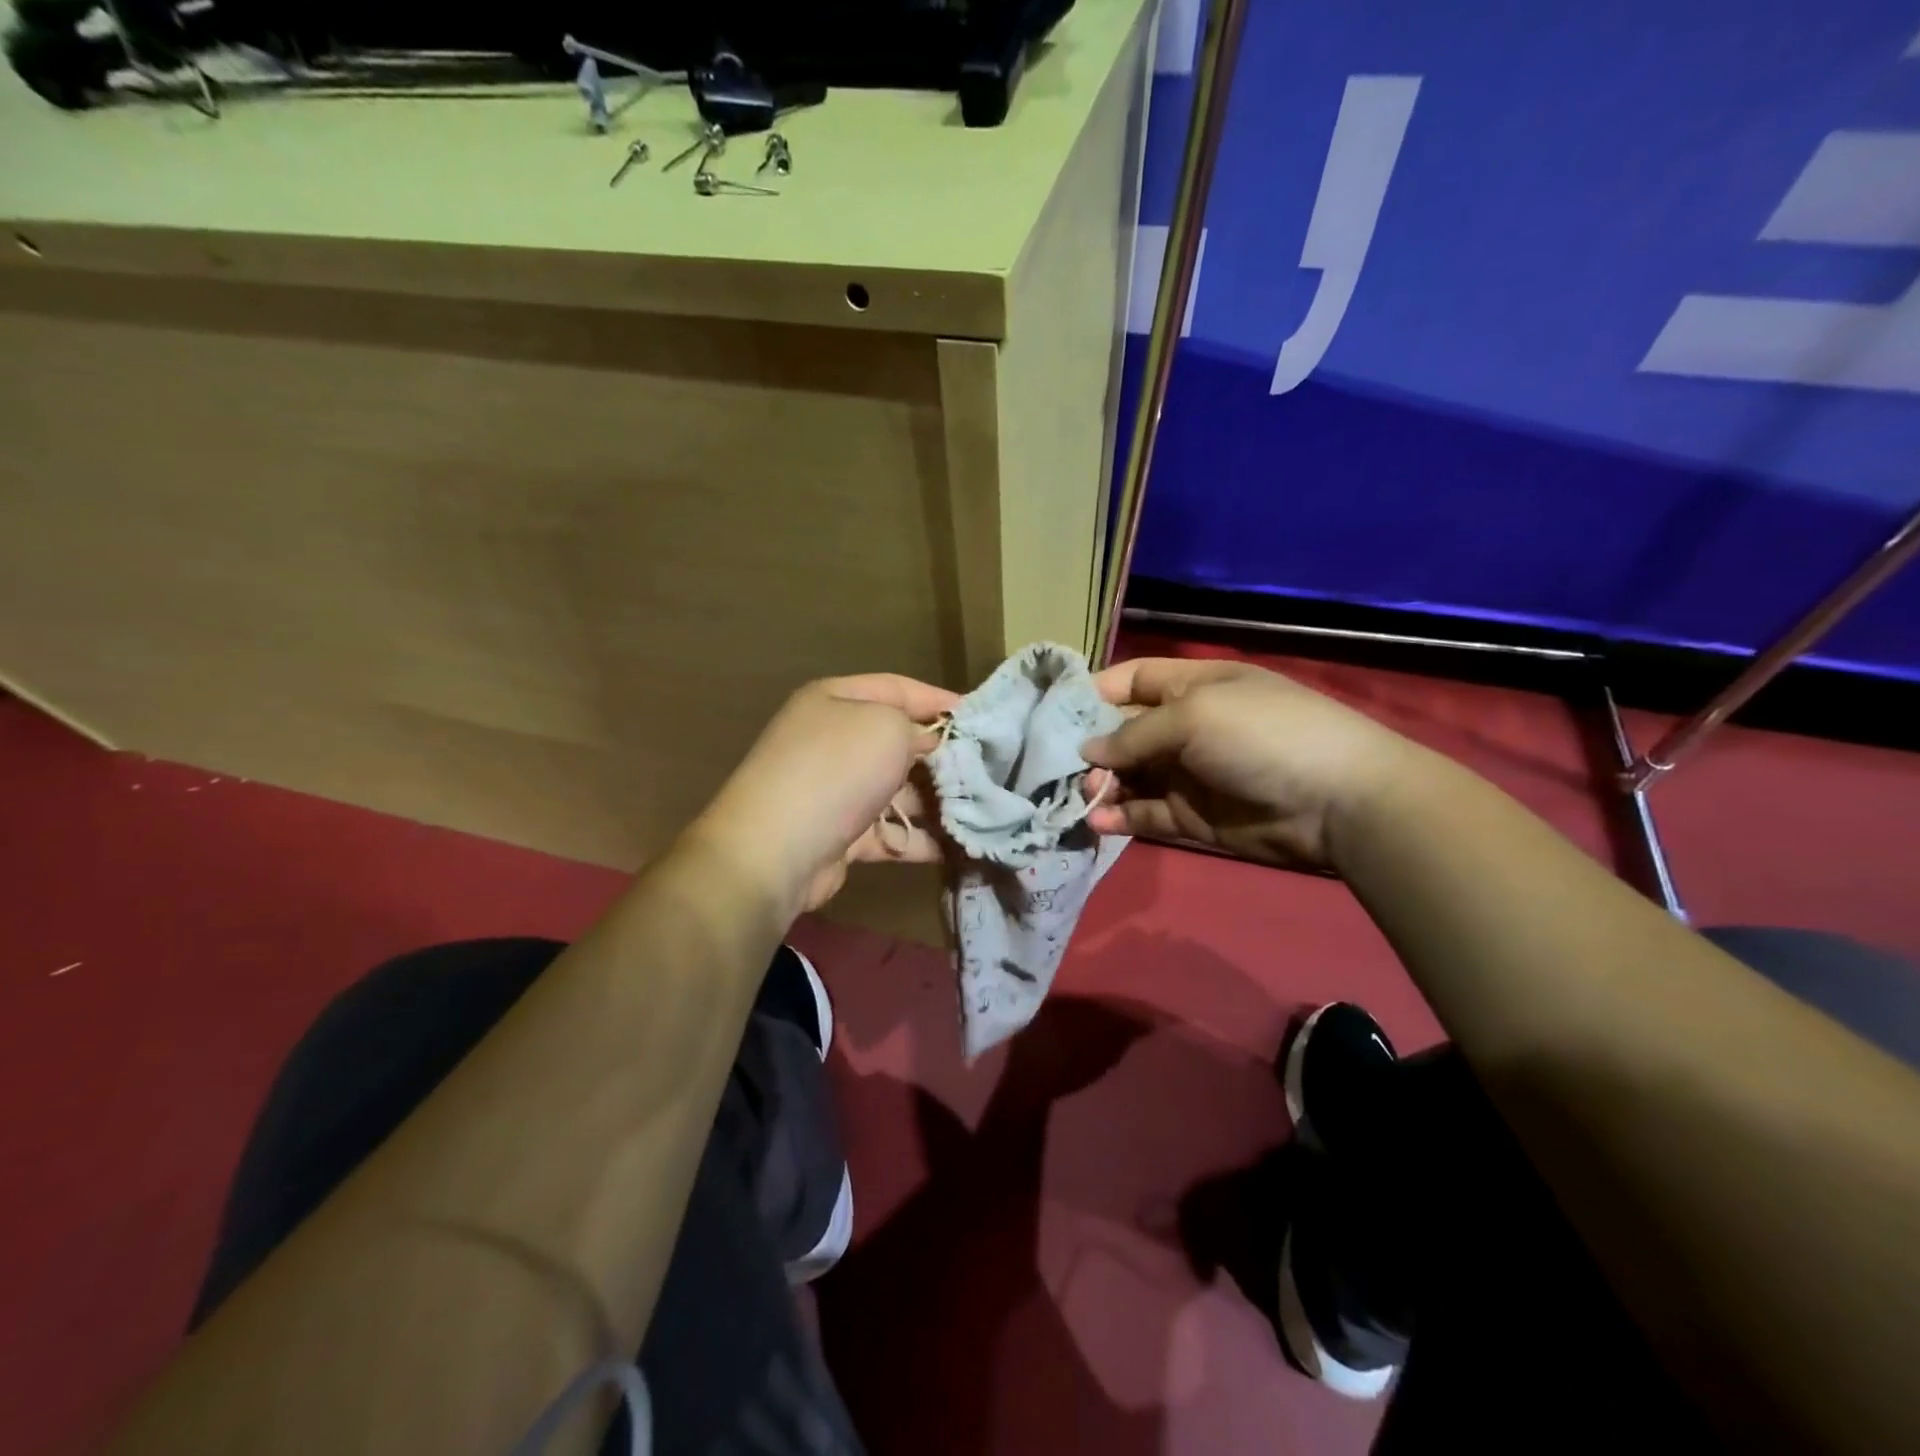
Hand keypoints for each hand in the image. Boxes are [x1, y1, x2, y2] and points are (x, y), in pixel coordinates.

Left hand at [690, 674, 958, 914]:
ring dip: (936, 801)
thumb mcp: (886, 726)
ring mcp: (836, 789)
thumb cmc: (836, 770)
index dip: (939, 700)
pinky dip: (919, 838)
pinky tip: (957, 845)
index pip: (897, 688)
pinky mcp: (841, 833)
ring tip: (982, 810)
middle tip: (988, 768)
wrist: (777, 850)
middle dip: (942, 755)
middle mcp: (833, 740)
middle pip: (898, 741)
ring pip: (897, 789)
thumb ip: (917, 727)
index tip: (981, 717)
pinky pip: (889, 830)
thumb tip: (929, 744)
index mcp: (835, 701)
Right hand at [1079, 657, 1422, 871]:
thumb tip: (1087, 752)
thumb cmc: (1262, 735)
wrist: (1338, 801)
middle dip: (1092, 748)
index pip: (1131, 680)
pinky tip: (1099, 822)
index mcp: (1192, 686)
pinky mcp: (1193, 816)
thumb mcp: (1194, 716)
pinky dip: (1120, 818)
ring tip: (1084, 797)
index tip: (1055, 714)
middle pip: (1123, 732)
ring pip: (1130, 777)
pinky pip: (1146, 814)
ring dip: (1103, 786)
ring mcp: (1189, 773)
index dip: (1094, 692)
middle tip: (1067, 769)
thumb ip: (1134, 734)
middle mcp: (1186, 727)